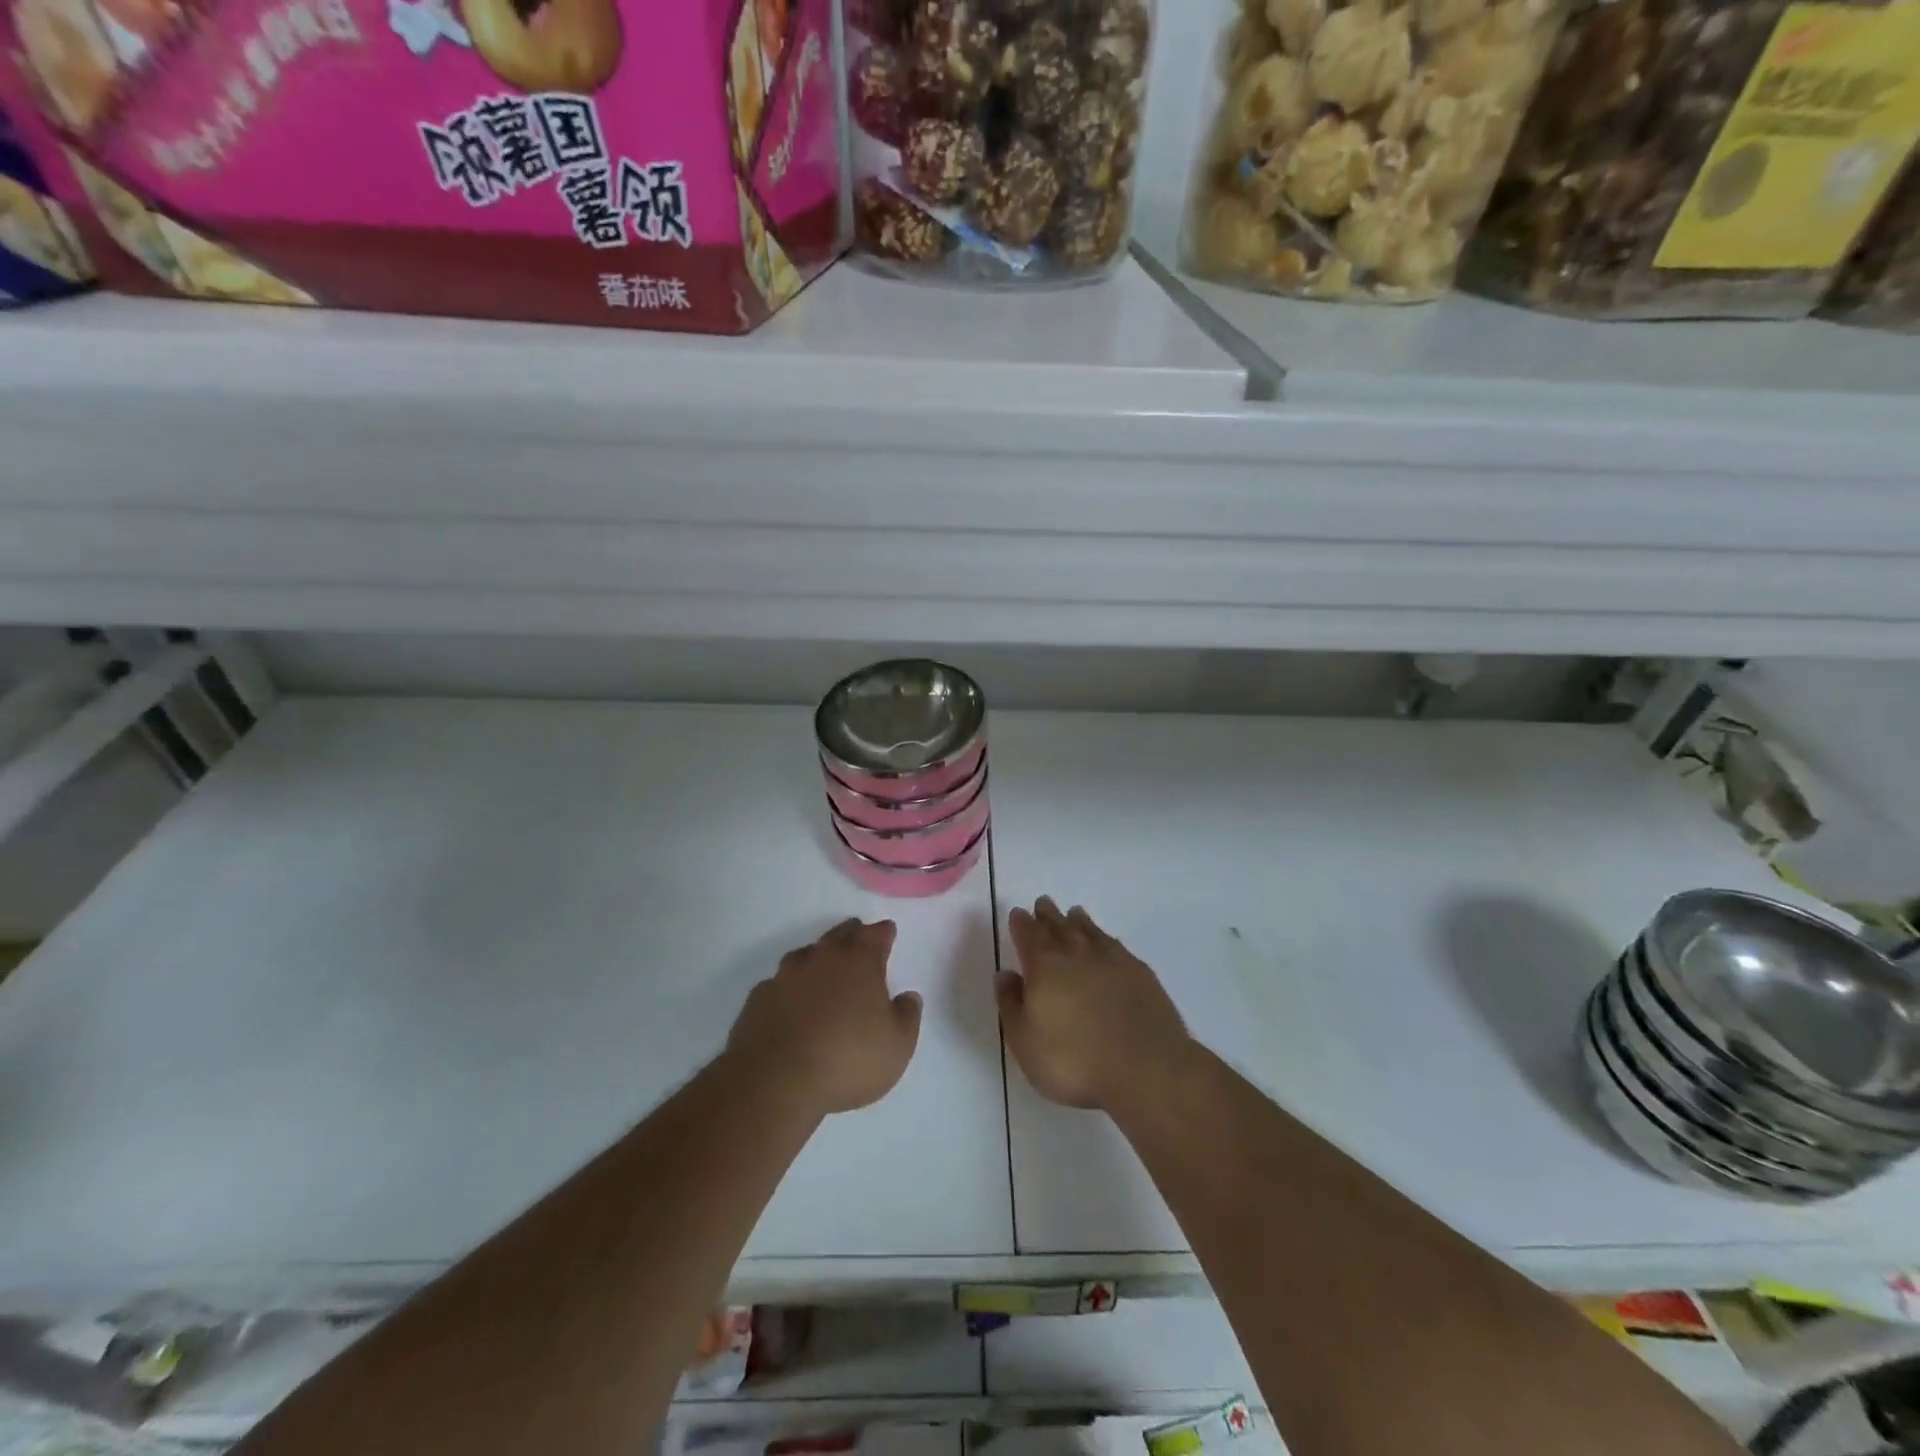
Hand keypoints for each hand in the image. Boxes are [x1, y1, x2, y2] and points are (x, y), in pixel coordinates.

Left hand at [726, 919, 922, 1117]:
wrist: (776, 1081)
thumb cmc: (848, 1060)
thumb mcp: (897, 1046)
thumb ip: (907, 1016)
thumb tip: (907, 996)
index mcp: (860, 963)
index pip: (875, 935)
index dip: (884, 932)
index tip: (888, 930)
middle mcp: (823, 959)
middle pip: (839, 936)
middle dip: (851, 933)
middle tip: (857, 932)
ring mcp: (786, 977)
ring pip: (805, 954)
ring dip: (817, 955)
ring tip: (823, 963)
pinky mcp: (759, 999)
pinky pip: (778, 983)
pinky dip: (789, 985)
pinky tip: (789, 998)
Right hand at [998, 897, 1190, 1111]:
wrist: (1146, 1069)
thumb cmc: (1075, 1061)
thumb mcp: (1025, 1041)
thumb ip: (1011, 1004)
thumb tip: (1006, 974)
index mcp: (1045, 967)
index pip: (1029, 936)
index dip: (1021, 924)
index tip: (1018, 913)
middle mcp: (1077, 955)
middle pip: (1059, 927)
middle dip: (1048, 915)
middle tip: (1043, 903)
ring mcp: (1112, 961)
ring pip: (1090, 931)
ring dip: (1078, 921)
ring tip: (1073, 912)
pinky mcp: (1140, 974)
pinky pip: (1116, 945)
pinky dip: (1105, 938)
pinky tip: (1107, 942)